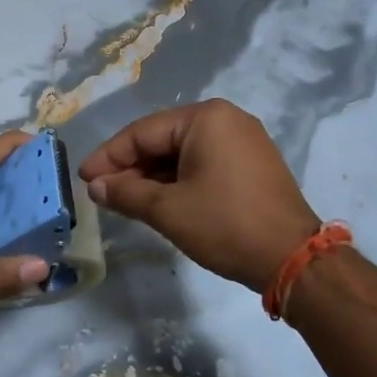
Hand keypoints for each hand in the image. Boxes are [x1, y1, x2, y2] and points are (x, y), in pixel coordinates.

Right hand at [79, 99, 317, 290]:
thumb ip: (126, 193)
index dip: (108, 156)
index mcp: (205, 118)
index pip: (142, 132)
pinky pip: (203, 164)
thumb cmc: (225, 225)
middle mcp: (226, 119)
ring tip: (123, 201)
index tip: (83, 179)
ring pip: (182, 154)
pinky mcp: (252, 165)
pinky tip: (157, 201)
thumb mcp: (168, 210)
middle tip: (101, 193)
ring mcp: (243, 141)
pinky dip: (177, 181)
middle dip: (130, 168)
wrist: (292, 258)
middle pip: (162, 140)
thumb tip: (96, 187)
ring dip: (152, 177)